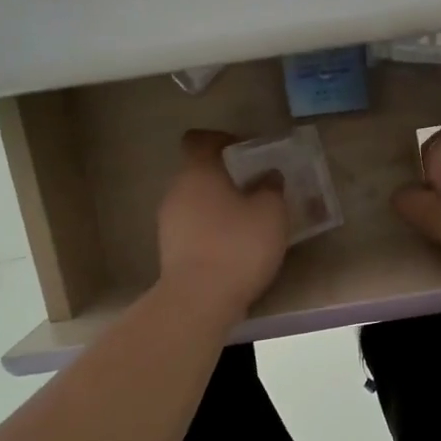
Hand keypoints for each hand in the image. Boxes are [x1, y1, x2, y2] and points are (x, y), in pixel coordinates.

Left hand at [156, 130, 290, 319]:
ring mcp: (169, 222)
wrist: (199, 300)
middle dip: (225, 177)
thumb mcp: (271, 212)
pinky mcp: (170, 250)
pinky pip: (194, 228)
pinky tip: (234, 247)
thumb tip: (268, 175)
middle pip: (199, 172)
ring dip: (219, 206)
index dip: (221, 140)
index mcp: (199, 172)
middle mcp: (177, 191)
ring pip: (196, 202)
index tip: (245, 150)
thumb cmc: (238, 246)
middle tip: (255, 188)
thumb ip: (271, 187)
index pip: (200, 140)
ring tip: (248, 221)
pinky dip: (212, 230)